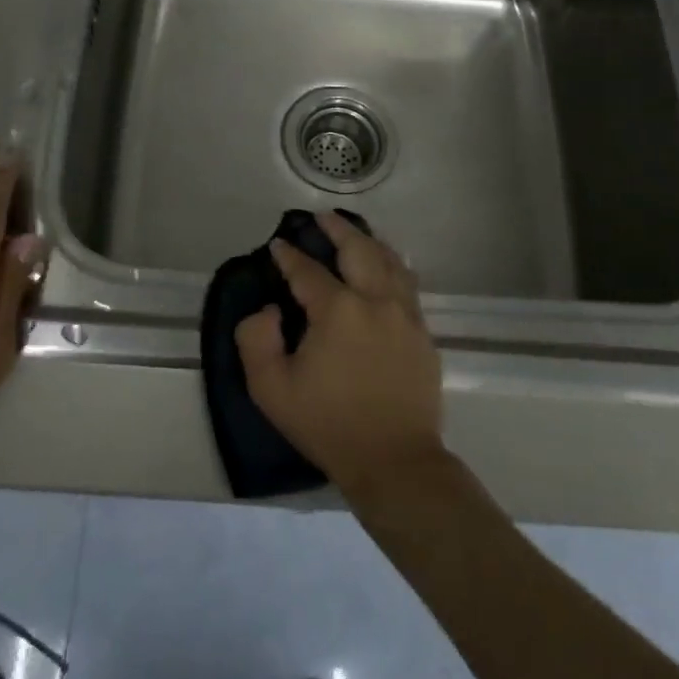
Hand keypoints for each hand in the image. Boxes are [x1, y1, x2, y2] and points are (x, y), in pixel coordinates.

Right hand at [234, 210, 445, 497]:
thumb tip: (270, 310)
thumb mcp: (271, 389)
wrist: (394, 461)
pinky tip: (386, 265)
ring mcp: (405, 314)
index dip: (289, 256)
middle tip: (321, 217)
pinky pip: (408, 283)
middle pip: (358, 248)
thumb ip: (255, 340)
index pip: (307, 271)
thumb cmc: (328, 425)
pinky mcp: (423, 332)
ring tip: (355, 232)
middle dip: (337, 229)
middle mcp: (375, 300)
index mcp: (337, 310)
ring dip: (369, 240)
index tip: (277, 245)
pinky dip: (392, 264)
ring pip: (389, 260)